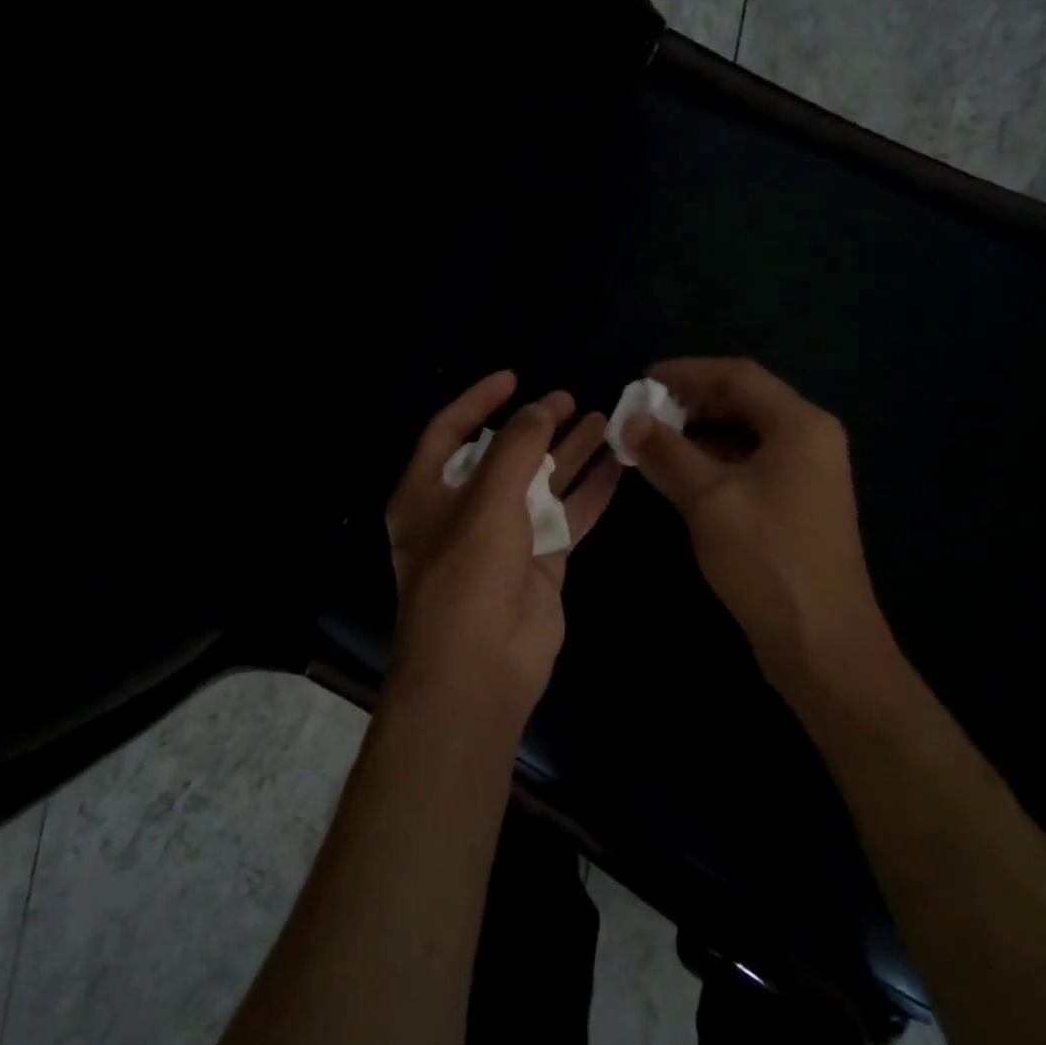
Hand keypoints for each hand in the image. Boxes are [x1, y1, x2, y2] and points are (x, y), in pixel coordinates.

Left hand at [385, 370, 621, 727]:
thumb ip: (515, 449)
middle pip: (503, 456)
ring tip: (602, 420)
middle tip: (570, 399)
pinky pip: (568, 517)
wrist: (481, 669)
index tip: (514, 376)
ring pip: (540, 485)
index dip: (479, 401)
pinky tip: (617, 466)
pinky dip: (590, 493)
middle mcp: (463, 511)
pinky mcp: (541, 563)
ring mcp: (505, 538)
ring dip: (569, 454)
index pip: (449, 431)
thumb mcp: (487, 502)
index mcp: (427, 493)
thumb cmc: (468, 575)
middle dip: (534, 427)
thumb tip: (538, 409)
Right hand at [621, 358, 881, 688]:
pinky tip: (680, 476)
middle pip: (745, 402)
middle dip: (691, 404)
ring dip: (699, 435)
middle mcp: (810, 439)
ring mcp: (807, 473)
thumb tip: (631, 421)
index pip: (738, 376)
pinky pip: (750, 465)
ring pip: (745, 435)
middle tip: (643, 415)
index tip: (642, 381)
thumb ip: (668, 452)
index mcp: (800, 425)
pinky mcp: (797, 504)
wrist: (820, 641)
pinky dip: (713, 463)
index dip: (687, 373)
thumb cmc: (766, 559)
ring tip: (653, 444)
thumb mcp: (708, 499)